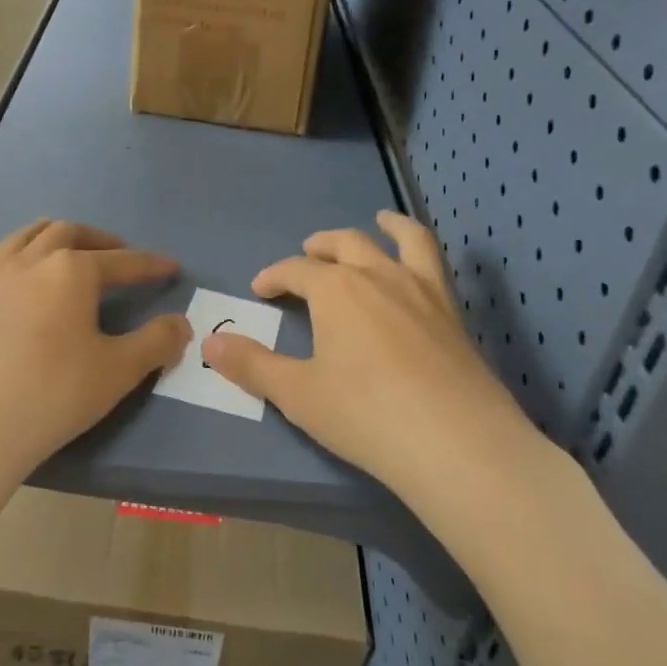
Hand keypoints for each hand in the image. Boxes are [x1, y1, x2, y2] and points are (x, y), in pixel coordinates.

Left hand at [0, 219, 191, 486]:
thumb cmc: (54, 394)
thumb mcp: (118, 370)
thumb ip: (156, 342)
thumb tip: (181, 324)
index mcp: (69, 271)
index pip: (121, 260)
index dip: (150, 264)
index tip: (171, 266)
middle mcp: (27, 264)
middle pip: (67, 233)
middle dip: (99, 240)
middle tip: (118, 255)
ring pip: (23, 239)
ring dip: (52, 238)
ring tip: (67, 252)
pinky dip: (20, 272)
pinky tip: (22, 301)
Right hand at [203, 210, 542, 497]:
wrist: (458, 444)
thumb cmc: (366, 415)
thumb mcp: (298, 394)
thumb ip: (252, 365)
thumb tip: (208, 343)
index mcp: (336, 290)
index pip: (295, 270)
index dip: (274, 276)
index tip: (260, 289)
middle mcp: (378, 276)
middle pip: (345, 245)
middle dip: (321, 246)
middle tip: (308, 254)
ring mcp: (422, 290)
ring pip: (402, 240)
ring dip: (385, 227)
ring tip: (380, 221)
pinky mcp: (453, 313)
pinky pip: (436, 264)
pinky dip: (422, 250)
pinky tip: (419, 267)